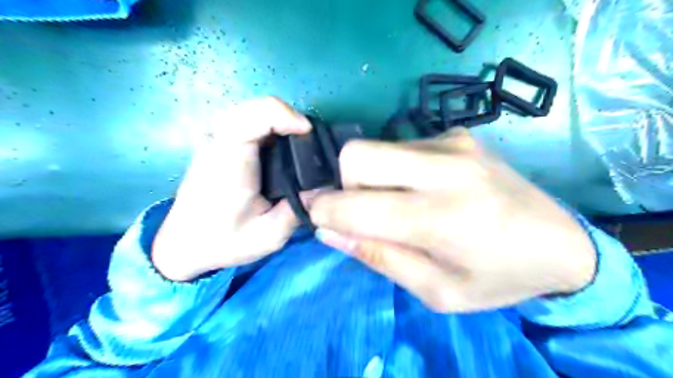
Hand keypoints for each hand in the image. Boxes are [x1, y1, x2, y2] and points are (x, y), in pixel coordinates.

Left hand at [152, 97, 313, 279]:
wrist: (183, 244)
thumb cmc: (223, 241)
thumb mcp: (269, 235)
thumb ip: (299, 209)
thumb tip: (324, 186)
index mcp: (230, 161)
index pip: (257, 116)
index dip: (289, 117)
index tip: (309, 135)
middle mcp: (219, 142)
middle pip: (257, 107)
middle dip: (289, 118)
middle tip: (309, 142)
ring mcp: (216, 140)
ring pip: (252, 111)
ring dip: (280, 121)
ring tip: (299, 145)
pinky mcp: (219, 144)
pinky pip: (247, 122)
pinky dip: (269, 127)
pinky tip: (281, 148)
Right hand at [310, 128, 592, 312]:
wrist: (561, 242)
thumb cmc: (498, 277)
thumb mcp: (437, 291)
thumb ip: (379, 257)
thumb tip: (328, 231)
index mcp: (442, 218)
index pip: (357, 205)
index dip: (324, 211)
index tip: (317, 219)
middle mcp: (445, 169)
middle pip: (357, 155)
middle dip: (343, 184)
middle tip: (362, 211)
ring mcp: (452, 143)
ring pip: (375, 148)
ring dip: (370, 177)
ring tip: (399, 202)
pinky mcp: (457, 135)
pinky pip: (400, 145)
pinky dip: (395, 168)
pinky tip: (422, 187)